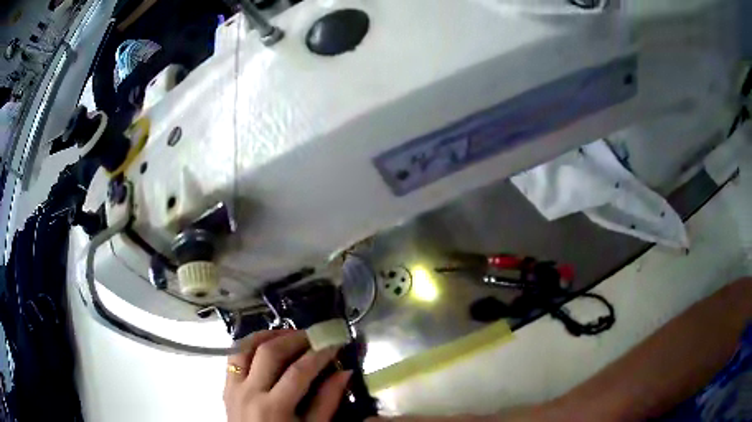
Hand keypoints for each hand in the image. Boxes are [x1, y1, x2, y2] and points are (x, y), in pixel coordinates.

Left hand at [224, 330, 352, 421]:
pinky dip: (249, 346)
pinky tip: (265, 346)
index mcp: (274, 407)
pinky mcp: (226, 387)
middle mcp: (250, 392)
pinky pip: (234, 357)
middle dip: (294, 338)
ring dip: (267, 336)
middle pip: (269, 352)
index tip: (335, 343)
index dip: (319, 354)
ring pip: (245, 348)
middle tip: (313, 335)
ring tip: (288, 335)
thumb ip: (327, 401)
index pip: (298, 371)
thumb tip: (344, 371)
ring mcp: (234, 388)